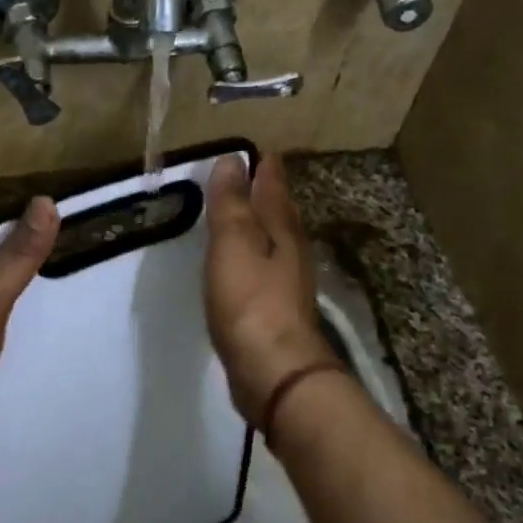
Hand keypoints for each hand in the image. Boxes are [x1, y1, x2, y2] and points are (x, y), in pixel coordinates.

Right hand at [203, 155, 342, 423]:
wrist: (274, 372)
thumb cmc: (251, 301)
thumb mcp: (233, 243)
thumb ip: (231, 203)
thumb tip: (233, 159)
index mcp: (282, 229)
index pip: (274, 187)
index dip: (266, 168)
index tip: (258, 150)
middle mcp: (291, 251)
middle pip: (280, 212)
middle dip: (268, 193)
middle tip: (254, 174)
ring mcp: (287, 283)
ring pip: (276, 241)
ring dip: (263, 224)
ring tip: (246, 214)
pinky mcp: (277, 311)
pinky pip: (265, 268)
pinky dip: (255, 255)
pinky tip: (244, 263)